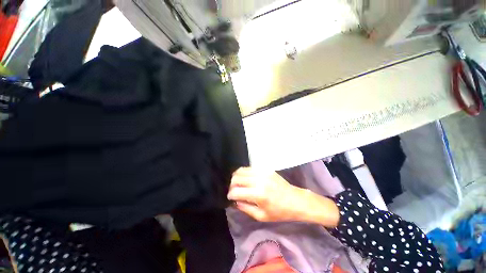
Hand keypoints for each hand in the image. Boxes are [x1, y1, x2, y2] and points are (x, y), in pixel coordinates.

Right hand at [228, 167, 339, 226]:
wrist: (295, 200)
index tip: (230, 197)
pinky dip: (244, 173)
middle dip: (231, 185)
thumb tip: (235, 201)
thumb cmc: (279, 212)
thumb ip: (245, 208)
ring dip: (236, 177)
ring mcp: (262, 172)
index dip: (230, 195)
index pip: (236, 191)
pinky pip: (250, 168)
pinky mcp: (266, 169)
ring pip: (241, 170)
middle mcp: (259, 180)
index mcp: (258, 194)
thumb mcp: (261, 216)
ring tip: (238, 184)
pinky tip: (246, 179)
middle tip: (234, 191)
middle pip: (236, 178)